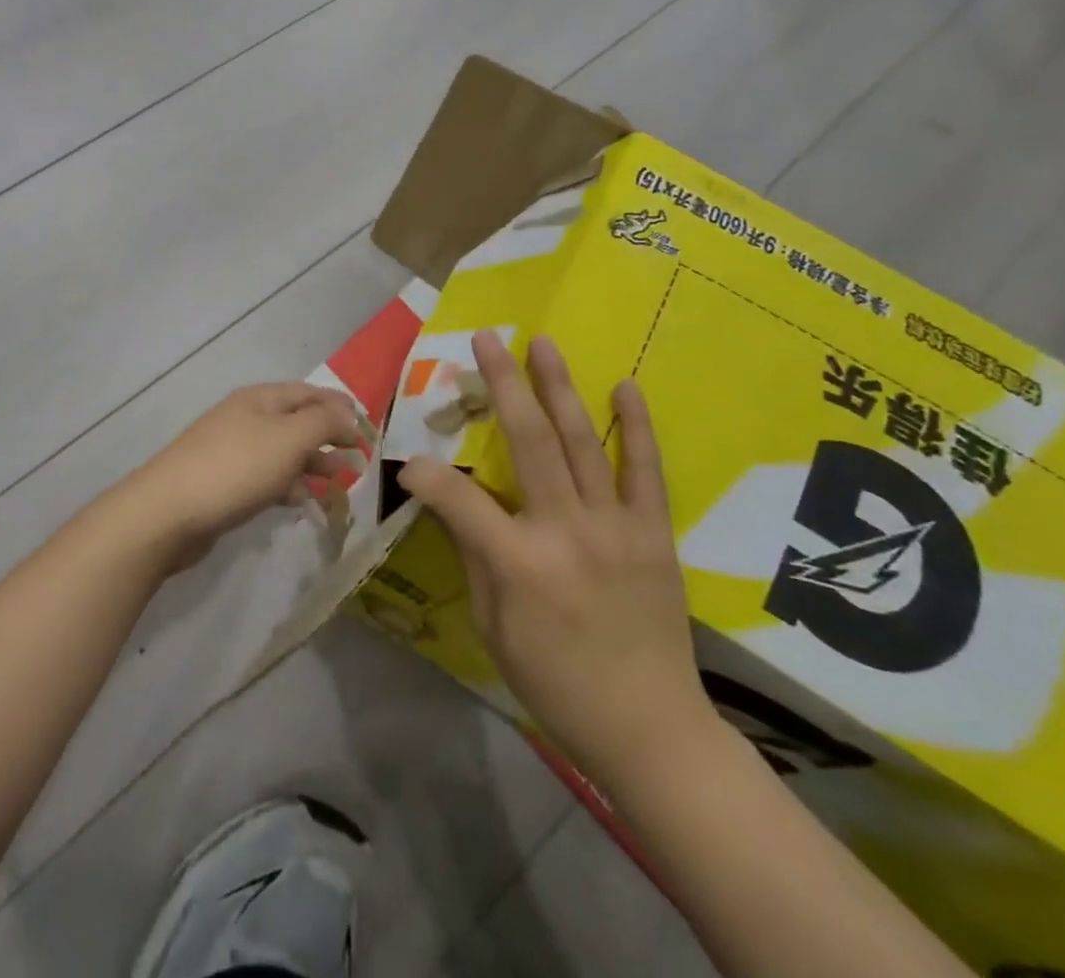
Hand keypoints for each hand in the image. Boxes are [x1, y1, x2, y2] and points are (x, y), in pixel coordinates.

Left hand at [108, 383, 364, 572]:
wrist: (168, 512)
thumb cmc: (236, 468)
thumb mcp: (289, 438)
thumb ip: (323, 422)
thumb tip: (347, 414)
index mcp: (260, 399)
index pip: (308, 393)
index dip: (339, 407)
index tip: (367, 429)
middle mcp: (246, 418)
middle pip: (296, 422)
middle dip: (328, 438)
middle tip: (358, 459)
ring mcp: (232, 451)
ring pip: (282, 453)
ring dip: (312, 464)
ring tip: (338, 483)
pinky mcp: (224, 484)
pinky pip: (266, 479)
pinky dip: (288, 487)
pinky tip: (304, 504)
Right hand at [397, 331, 716, 789]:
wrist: (650, 727)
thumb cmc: (554, 680)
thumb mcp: (491, 624)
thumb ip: (473, 552)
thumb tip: (448, 498)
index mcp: (518, 563)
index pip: (458, 496)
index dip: (426, 472)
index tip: (410, 461)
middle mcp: (566, 531)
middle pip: (530, 440)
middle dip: (503, 383)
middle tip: (487, 338)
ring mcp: (616, 527)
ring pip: (582, 441)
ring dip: (559, 386)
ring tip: (542, 342)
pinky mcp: (654, 533)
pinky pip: (646, 471)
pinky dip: (635, 426)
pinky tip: (625, 386)